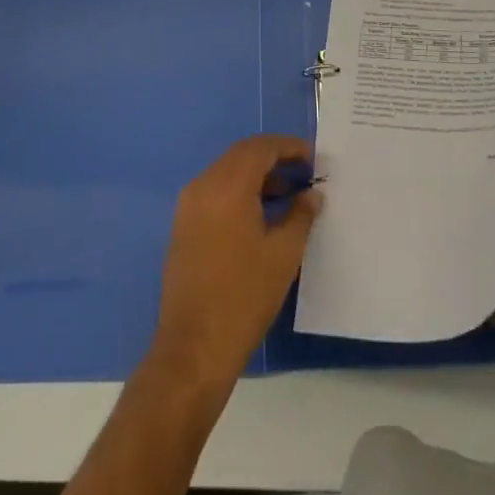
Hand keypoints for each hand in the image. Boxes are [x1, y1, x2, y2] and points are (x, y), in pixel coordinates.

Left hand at [151, 135, 321, 396]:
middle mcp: (203, 186)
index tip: (312, 158)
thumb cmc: (244, 296)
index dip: (288, 147)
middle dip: (273, 157)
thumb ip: (301, 215)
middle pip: (241, 155)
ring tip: (287, 194)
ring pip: (226, 172)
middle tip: (302, 171)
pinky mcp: (182, 226)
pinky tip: (260, 214)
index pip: (260, 148)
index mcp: (227, 186)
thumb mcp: (284, 254)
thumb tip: (312, 194)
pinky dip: (238, 191)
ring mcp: (188, 206)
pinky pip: (214, 192)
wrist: (194, 347)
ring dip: (255, 175)